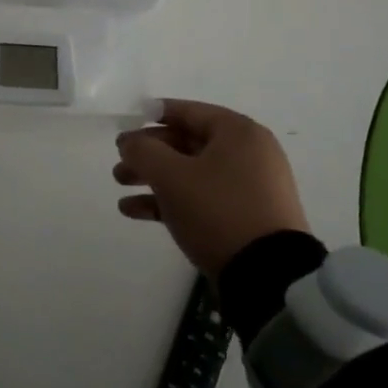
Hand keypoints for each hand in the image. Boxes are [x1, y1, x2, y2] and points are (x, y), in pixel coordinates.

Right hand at [113, 99, 311, 275]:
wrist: (268, 276)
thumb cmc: (218, 210)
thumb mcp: (171, 176)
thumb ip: (143, 151)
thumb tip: (129, 142)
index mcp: (238, 132)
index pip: (187, 111)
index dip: (152, 116)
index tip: (125, 126)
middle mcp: (248, 153)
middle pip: (186, 143)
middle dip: (149, 153)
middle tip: (119, 162)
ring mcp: (249, 187)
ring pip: (191, 172)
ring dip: (154, 178)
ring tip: (120, 187)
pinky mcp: (245, 217)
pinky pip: (202, 198)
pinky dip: (171, 200)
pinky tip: (135, 211)